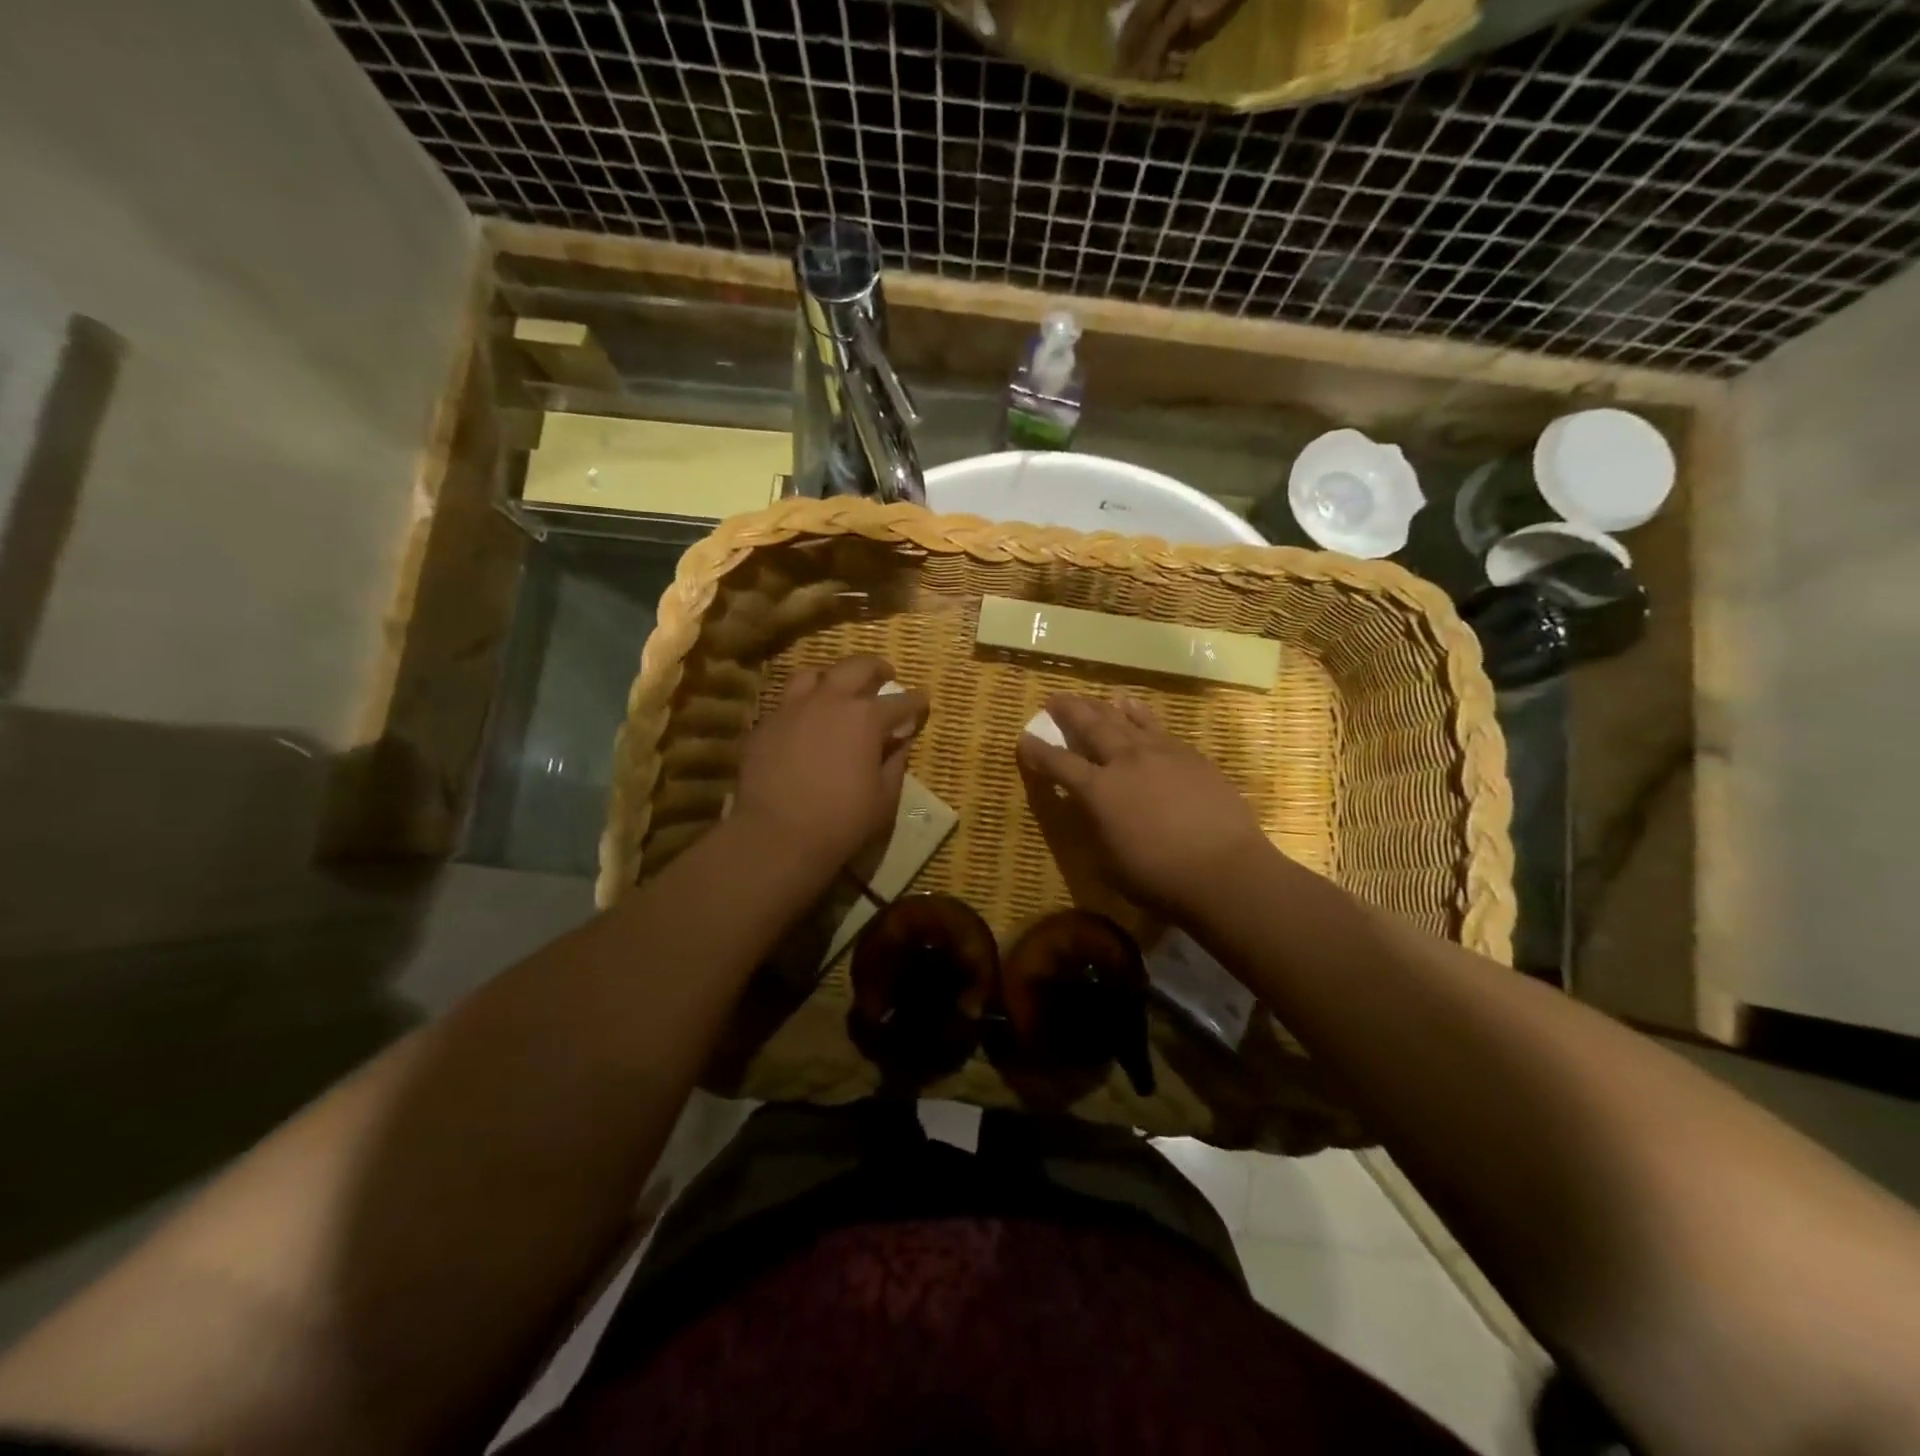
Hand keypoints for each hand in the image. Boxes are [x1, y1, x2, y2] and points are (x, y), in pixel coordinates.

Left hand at [734, 655, 928, 871]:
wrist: (775, 836)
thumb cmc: (842, 821)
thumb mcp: (884, 798)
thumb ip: (895, 762)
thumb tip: (900, 741)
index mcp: (866, 717)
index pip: (900, 701)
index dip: (915, 701)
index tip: (922, 701)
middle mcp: (829, 700)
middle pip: (857, 667)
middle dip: (876, 669)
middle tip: (885, 676)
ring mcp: (791, 708)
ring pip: (813, 674)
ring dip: (832, 677)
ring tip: (838, 690)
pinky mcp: (764, 725)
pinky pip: (785, 703)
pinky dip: (802, 705)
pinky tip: (804, 723)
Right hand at [1015, 693, 1270, 920]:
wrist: (1224, 869)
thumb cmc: (1158, 877)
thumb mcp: (1108, 861)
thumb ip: (1094, 826)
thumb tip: (1087, 807)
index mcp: (1098, 791)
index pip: (1058, 764)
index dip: (1037, 751)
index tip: (1024, 739)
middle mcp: (1124, 761)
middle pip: (1090, 725)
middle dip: (1068, 711)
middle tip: (1054, 699)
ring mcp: (1160, 753)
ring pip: (1124, 719)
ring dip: (1103, 706)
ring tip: (1093, 699)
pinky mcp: (1189, 755)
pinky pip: (1156, 726)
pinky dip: (1139, 714)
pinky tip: (1134, 708)